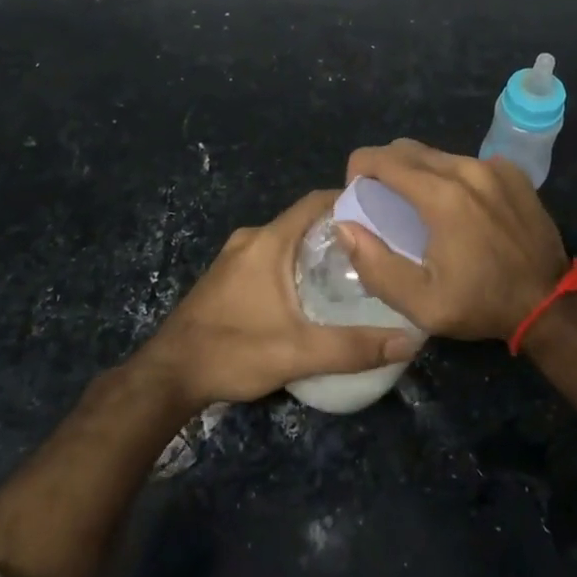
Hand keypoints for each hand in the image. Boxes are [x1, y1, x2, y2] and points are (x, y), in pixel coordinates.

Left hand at [145, 188, 419, 406]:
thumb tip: (409, 341)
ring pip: (285, 240)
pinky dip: (294, 263)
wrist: (167, 376)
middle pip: (303, 220)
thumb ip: (353, 347)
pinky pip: (270, 256)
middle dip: (338, 229)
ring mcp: (234, 257)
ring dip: (315, 248)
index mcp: (268, 241)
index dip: (348, 200)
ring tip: (352, 270)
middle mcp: (251, 239)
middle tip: (375, 248)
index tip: (382, 212)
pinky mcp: (226, 277)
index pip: (315, 201)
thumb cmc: (233, 352)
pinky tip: (312, 292)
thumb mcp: (298, 353)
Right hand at [339, 139, 568, 340]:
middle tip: (379, 200)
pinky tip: (457, 207)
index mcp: (441, 196)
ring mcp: (493, 167)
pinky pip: (467, 162)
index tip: (355, 193)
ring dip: (417, 172)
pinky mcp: (512, 172)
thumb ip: (375, 264)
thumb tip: (345, 226)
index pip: (383, 159)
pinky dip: (450, 176)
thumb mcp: (421, 303)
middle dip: (384, 167)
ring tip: (416, 205)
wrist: (549, 303)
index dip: (358, 169)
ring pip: (438, 154)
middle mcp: (466, 169)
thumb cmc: (481, 304)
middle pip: (408, 149)